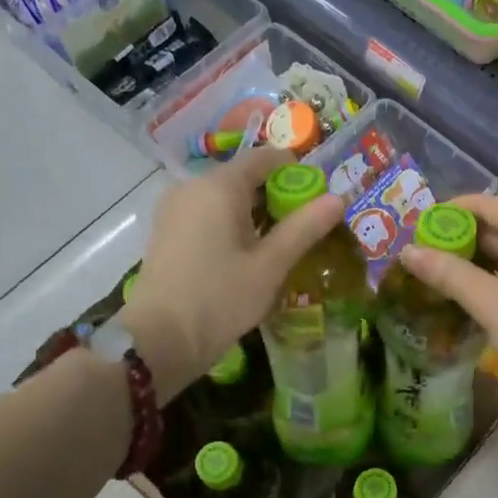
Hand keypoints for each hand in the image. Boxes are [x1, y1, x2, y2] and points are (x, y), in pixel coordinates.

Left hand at [121, 148, 342, 403]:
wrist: (159, 339)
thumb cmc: (220, 298)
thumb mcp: (271, 265)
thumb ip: (305, 228)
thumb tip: (338, 198)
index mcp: (219, 186)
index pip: (265, 158)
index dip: (296, 171)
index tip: (318, 199)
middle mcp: (192, 186)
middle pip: (244, 178)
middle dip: (277, 197)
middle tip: (305, 229)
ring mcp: (174, 209)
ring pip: (225, 198)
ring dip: (255, 214)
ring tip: (279, 247)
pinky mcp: (167, 231)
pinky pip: (207, 215)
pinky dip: (231, 226)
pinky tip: (246, 257)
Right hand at [396, 193, 497, 406]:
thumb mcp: (489, 302)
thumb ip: (447, 273)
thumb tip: (407, 251)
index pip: (486, 204)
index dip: (449, 214)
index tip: (419, 230)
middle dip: (465, 240)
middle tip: (427, 257)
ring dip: (484, 258)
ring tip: (446, 275)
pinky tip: (482, 290)